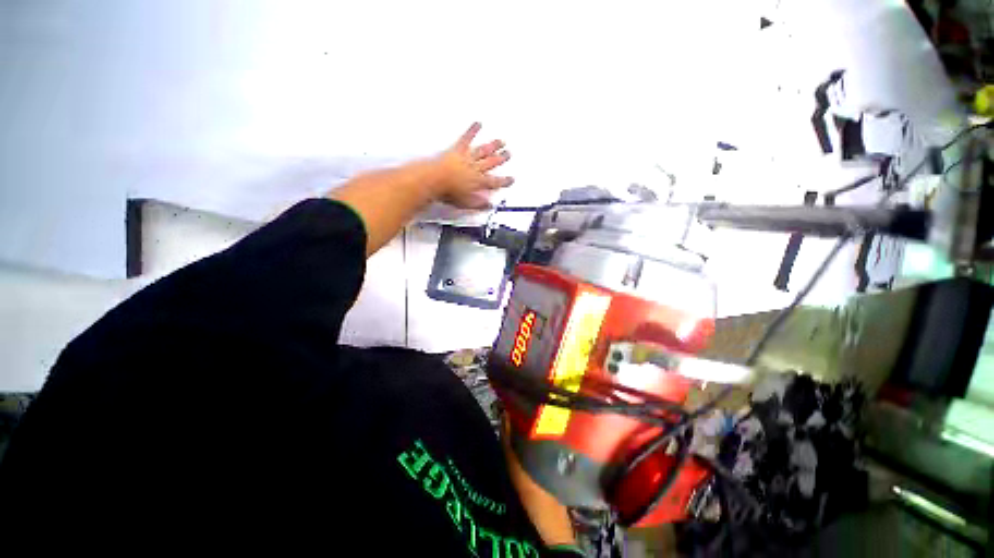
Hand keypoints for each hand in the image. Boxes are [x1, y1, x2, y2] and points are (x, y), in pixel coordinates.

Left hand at [432, 122, 513, 208]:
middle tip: (508, 154)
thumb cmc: (448, 192)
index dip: (504, 181)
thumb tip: (489, 205)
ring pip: (483, 151)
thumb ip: (479, 203)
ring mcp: (468, 158)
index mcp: (478, 182)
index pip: (495, 182)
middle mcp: (476, 168)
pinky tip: (478, 124)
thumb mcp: (466, 203)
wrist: (435, 181)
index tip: (511, 179)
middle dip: (501, 159)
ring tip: (501, 141)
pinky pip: (466, 139)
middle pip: (491, 163)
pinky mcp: (458, 150)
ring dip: (493, 146)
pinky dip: (472, 131)